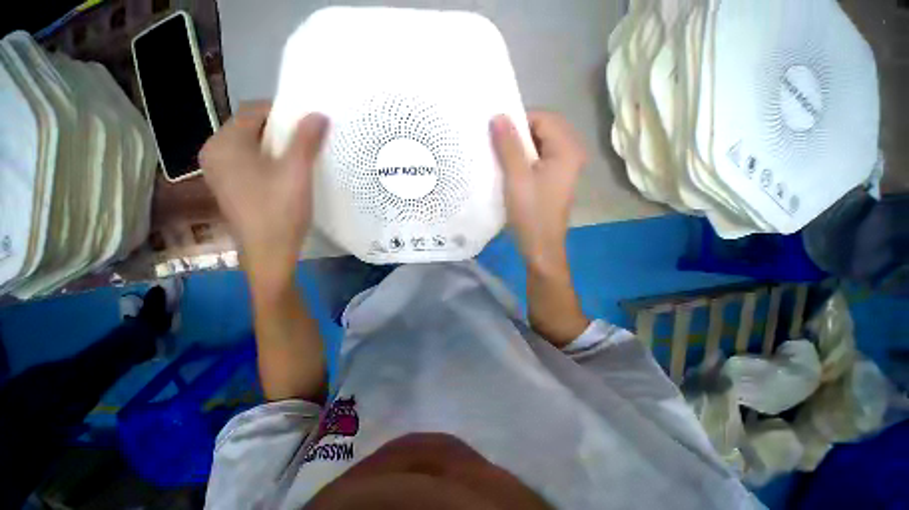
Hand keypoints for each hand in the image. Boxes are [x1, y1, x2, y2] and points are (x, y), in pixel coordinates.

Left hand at [200, 102, 327, 295]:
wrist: (269, 252)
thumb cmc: (280, 210)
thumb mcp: (297, 172)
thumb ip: (306, 140)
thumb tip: (319, 114)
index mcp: (224, 143)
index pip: (254, 111)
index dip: (284, 112)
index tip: (309, 123)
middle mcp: (214, 152)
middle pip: (252, 128)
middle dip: (281, 131)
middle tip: (309, 141)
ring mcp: (219, 171)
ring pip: (251, 146)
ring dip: (277, 146)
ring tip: (301, 157)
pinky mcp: (228, 186)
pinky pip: (249, 161)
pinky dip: (268, 160)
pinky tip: (287, 174)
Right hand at [491, 112, 586, 274]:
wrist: (540, 247)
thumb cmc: (530, 212)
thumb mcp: (516, 177)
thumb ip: (508, 145)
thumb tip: (498, 115)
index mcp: (567, 149)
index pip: (542, 118)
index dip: (518, 121)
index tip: (496, 133)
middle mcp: (571, 154)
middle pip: (543, 130)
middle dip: (518, 135)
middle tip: (496, 145)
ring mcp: (564, 168)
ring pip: (539, 146)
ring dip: (519, 148)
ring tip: (499, 157)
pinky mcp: (555, 180)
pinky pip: (539, 160)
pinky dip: (524, 160)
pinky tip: (509, 170)